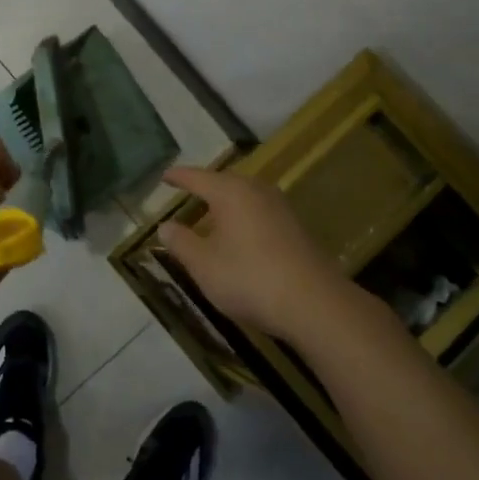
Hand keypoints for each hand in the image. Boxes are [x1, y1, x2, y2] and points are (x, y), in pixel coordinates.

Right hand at [156, 166, 349, 348]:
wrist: (314, 303)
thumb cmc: (249, 278)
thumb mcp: (204, 265)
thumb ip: (181, 243)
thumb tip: (165, 226)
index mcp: (231, 192)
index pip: (198, 177)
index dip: (179, 177)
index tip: (164, 176)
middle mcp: (257, 191)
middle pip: (225, 181)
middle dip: (205, 187)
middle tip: (187, 192)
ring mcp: (281, 207)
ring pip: (246, 196)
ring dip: (227, 202)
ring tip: (211, 213)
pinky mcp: (295, 227)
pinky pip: (260, 211)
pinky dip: (243, 216)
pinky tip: (239, 234)